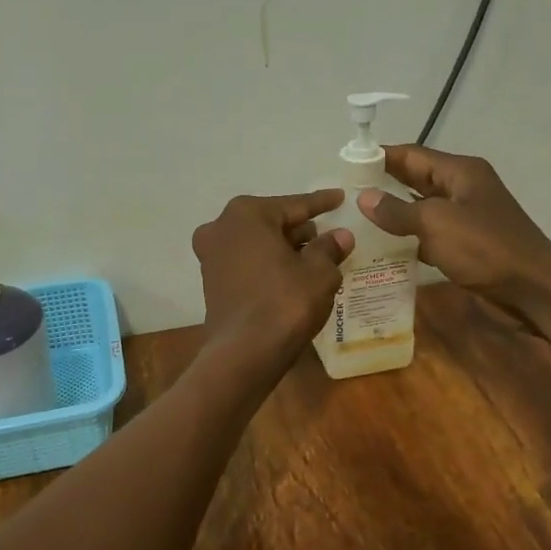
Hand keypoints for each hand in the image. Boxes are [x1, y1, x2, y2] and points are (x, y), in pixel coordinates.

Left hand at [191, 192, 353, 372]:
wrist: (244, 352)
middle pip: (271, 222)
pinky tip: (290, 276)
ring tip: (314, 258)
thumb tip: (340, 236)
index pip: (294, 205)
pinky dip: (267, 265)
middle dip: (299, 229)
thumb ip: (329, 248)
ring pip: (257, 244)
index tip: (339, 197)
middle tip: (327, 236)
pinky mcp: (210, 281)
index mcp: (247, 214)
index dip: (321, 203)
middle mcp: (221, 227)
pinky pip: (246, 263)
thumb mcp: (319, 273)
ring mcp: (211, 255)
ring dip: (283, 249)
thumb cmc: (284, 302)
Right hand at [359, 146, 550, 312]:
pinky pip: (430, 232)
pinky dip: (408, 236)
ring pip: (421, 206)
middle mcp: (463, 187)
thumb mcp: (436, 224)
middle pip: (415, 178)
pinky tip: (383, 247)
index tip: (346, 163)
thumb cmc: (485, 248)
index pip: (411, 154)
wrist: (535, 288)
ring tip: (356, 219)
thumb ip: (397, 210)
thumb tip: (364, 198)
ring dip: (393, 212)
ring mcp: (466, 216)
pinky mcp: (467, 242)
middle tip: (345, 193)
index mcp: (460, 172)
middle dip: (383, 183)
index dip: (379, 157)